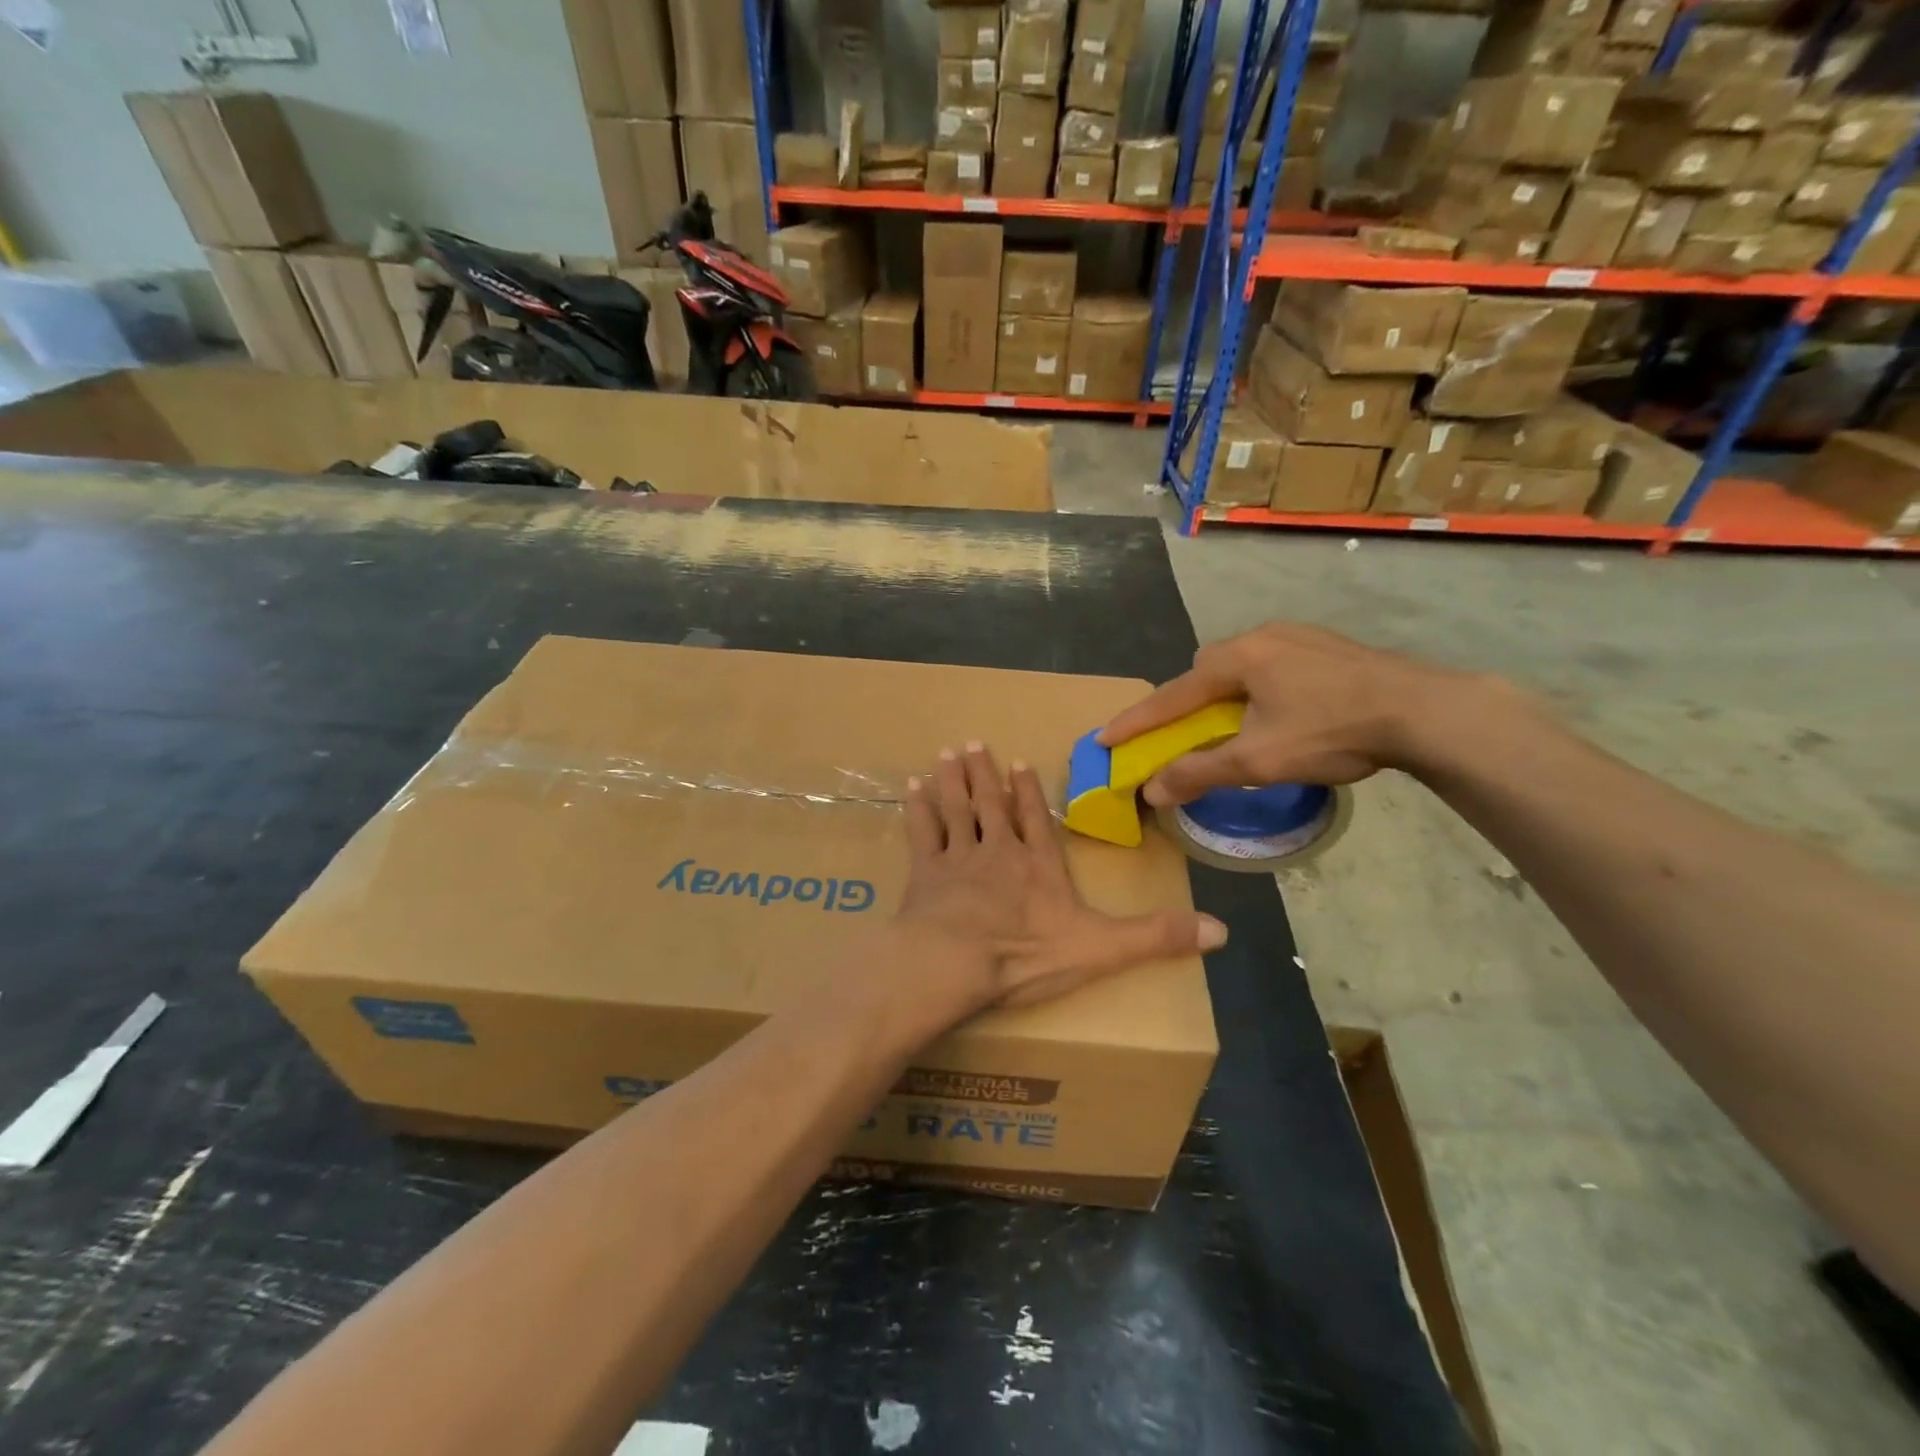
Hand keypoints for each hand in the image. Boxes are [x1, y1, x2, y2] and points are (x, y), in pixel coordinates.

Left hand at [898, 742, 1226, 1013]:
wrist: (956, 963)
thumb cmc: (1027, 955)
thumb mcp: (1103, 949)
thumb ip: (1156, 936)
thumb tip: (1222, 930)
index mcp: (1038, 866)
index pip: (1035, 820)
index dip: (1026, 791)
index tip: (1017, 761)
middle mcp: (998, 852)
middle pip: (992, 805)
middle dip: (984, 775)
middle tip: (973, 743)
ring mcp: (958, 858)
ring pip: (957, 809)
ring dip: (953, 781)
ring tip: (947, 752)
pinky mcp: (925, 873)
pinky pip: (921, 833)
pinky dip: (918, 809)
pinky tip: (912, 788)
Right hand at [1097, 624, 1471, 805]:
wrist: (1423, 710)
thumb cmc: (1331, 732)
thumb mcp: (1258, 760)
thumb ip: (1200, 772)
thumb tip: (1151, 790)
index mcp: (1237, 659)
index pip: (1171, 695)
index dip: (1136, 720)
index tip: (1104, 738)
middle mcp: (1260, 636)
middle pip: (1205, 670)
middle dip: (1186, 700)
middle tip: (1184, 731)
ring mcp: (1298, 635)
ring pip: (1241, 664)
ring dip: (1225, 692)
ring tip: (1236, 723)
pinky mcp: (1327, 645)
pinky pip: (1273, 663)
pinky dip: (1258, 686)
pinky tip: (1282, 708)